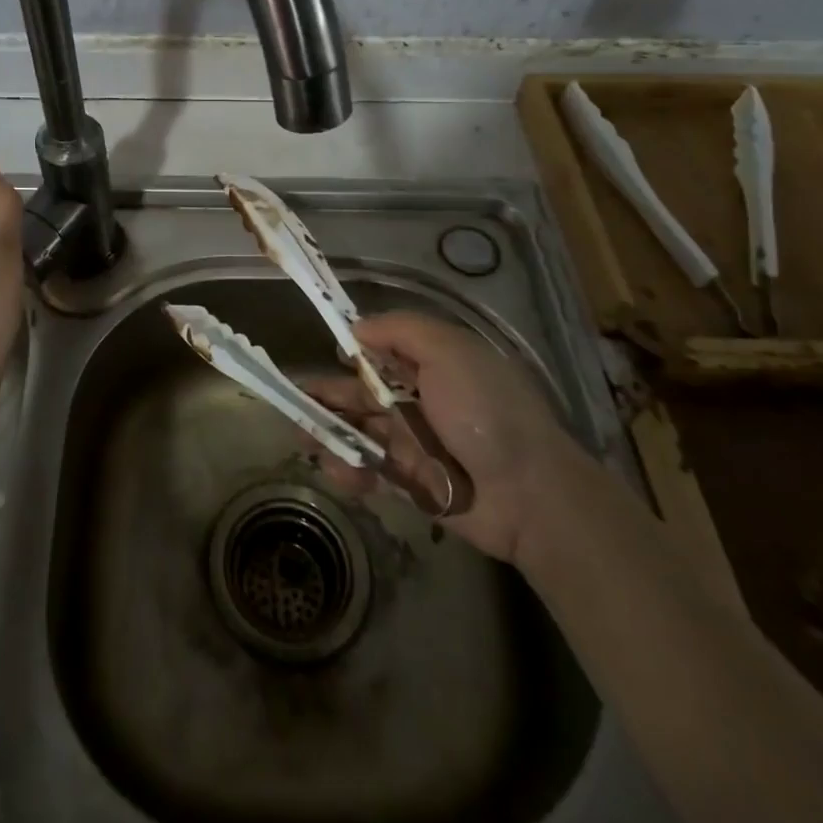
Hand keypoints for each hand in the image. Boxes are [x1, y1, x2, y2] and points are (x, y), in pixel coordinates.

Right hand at [303, 310, 576, 562]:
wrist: (530, 494)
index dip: (352, 351)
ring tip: (306, 441)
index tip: (326, 353)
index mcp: (431, 364)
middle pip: (362, 393)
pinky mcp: (412, 483)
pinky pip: (371, 471)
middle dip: (327, 396)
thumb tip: (357, 328)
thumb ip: (400, 330)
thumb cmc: (485, 410)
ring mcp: (415, 443)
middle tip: (292, 402)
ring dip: (330, 434)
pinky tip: (338, 472)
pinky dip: (350, 470)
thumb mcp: (448, 350)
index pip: (382, 351)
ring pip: (360, 432)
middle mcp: (420, 400)